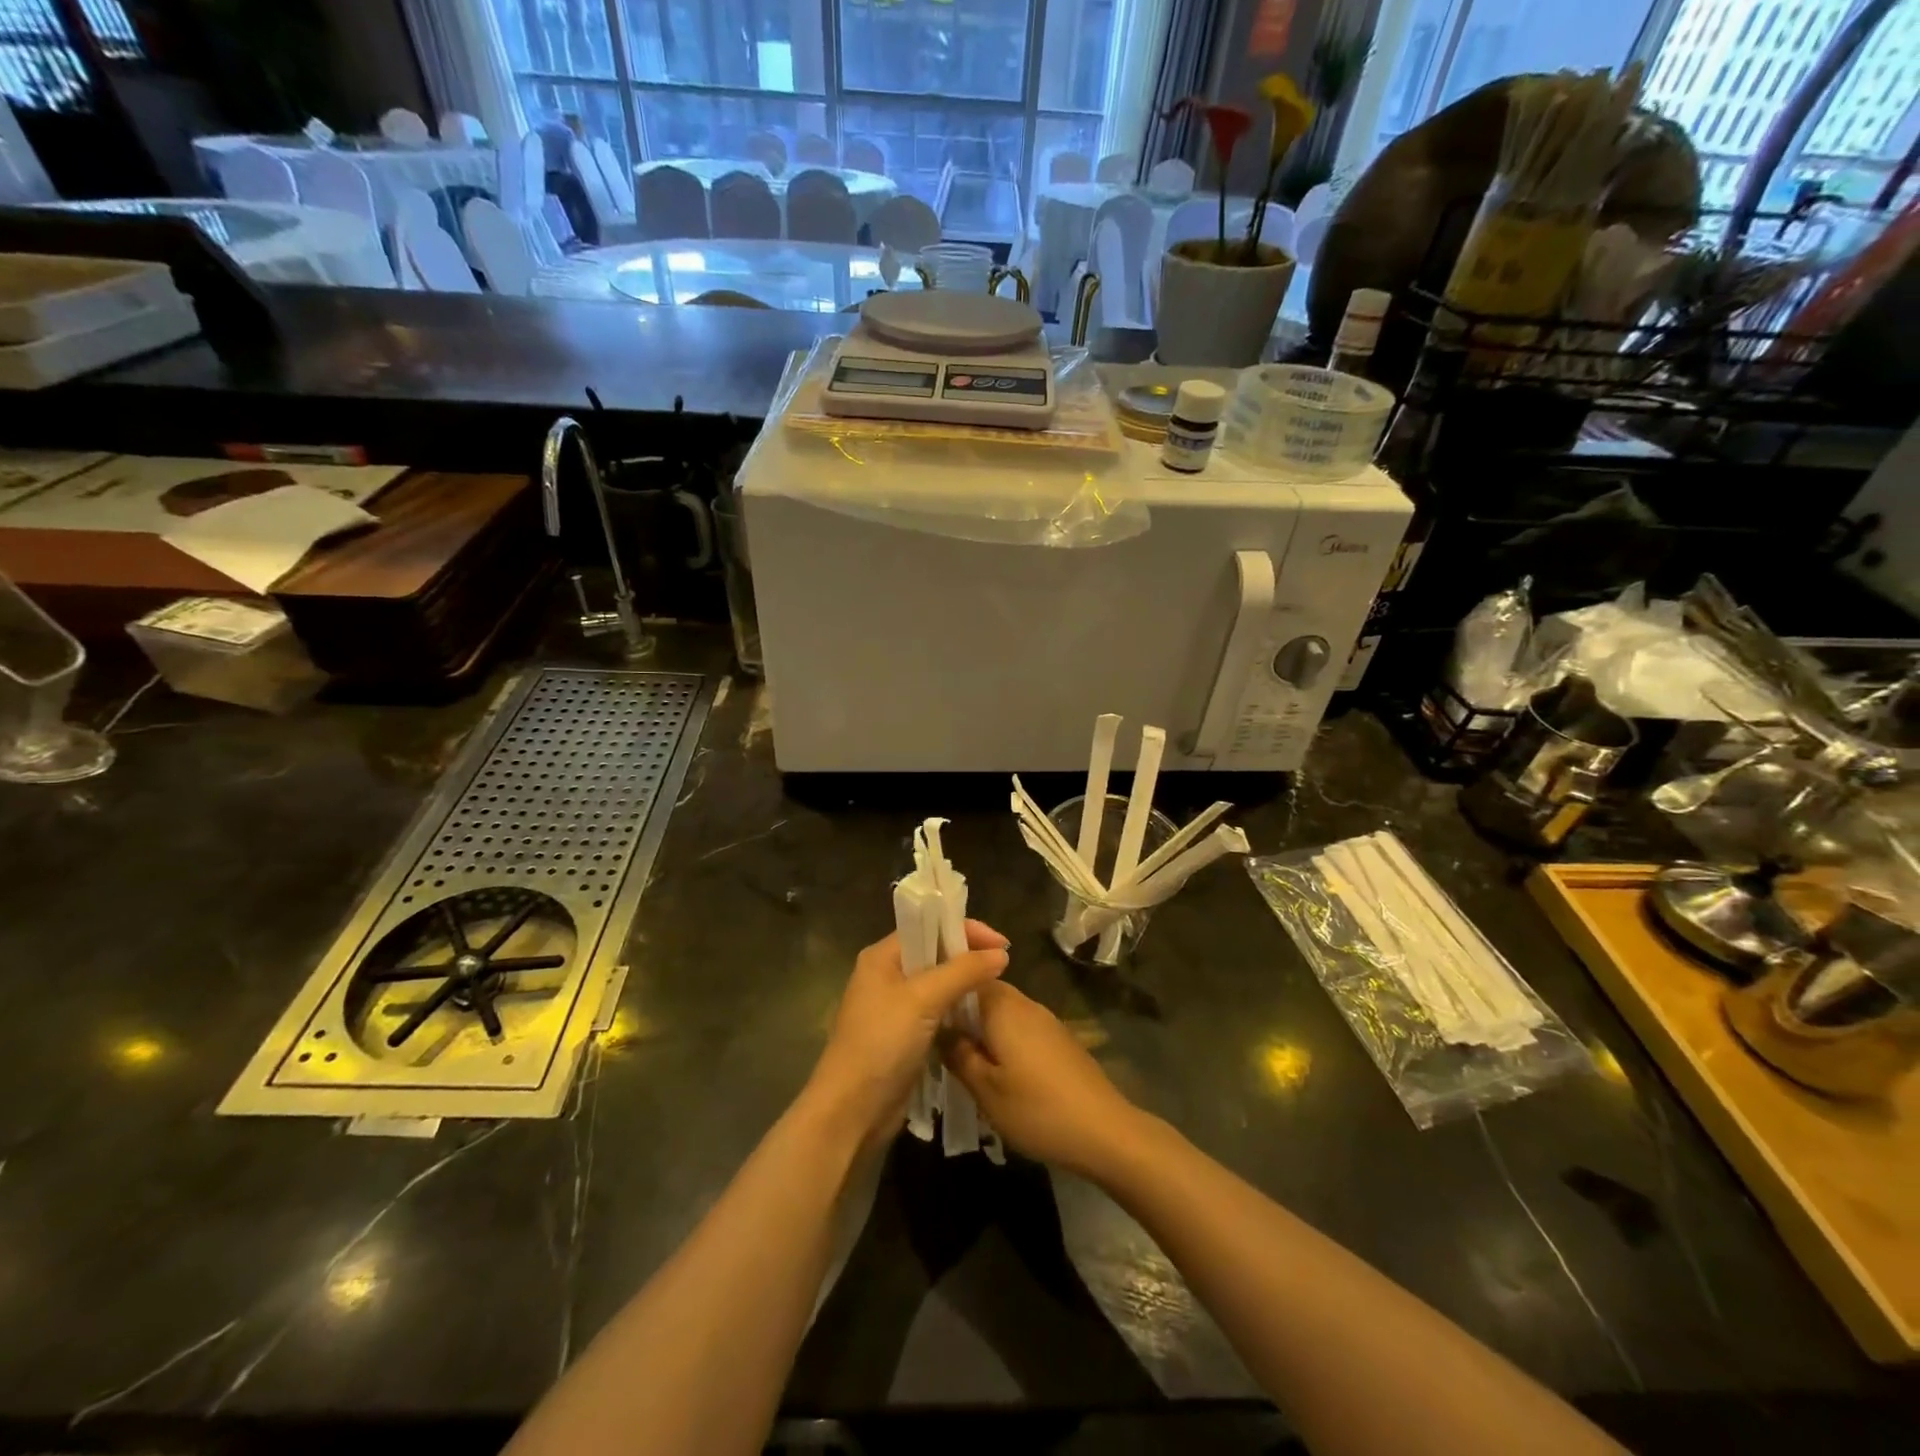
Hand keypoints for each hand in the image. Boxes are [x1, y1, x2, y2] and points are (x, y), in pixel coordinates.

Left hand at [806, 921, 1008, 1146]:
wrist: (852, 1112)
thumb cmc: (881, 1044)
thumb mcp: (923, 1000)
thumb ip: (962, 972)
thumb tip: (1001, 954)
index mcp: (881, 957)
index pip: (927, 927)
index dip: (964, 929)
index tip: (1001, 944)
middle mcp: (886, 976)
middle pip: (933, 953)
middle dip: (967, 955)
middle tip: (1003, 966)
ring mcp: (894, 1008)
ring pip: (937, 984)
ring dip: (964, 983)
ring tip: (997, 988)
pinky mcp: (904, 1036)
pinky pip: (936, 1011)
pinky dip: (957, 1009)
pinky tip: (978, 1015)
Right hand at [942, 981, 1151, 1180]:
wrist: (1104, 1131)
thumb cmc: (1037, 1108)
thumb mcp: (985, 1089)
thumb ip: (958, 1055)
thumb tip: (939, 1030)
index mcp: (1002, 1006)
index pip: (967, 976)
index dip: (945, 987)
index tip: (924, 1007)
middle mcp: (1025, 1004)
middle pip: (985, 994)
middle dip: (961, 1013)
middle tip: (936, 1039)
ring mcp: (1045, 1021)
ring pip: (1003, 1013)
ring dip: (982, 1029)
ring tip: (961, 1058)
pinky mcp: (1059, 1040)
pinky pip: (1020, 1029)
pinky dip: (1003, 1041)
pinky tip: (996, 1071)